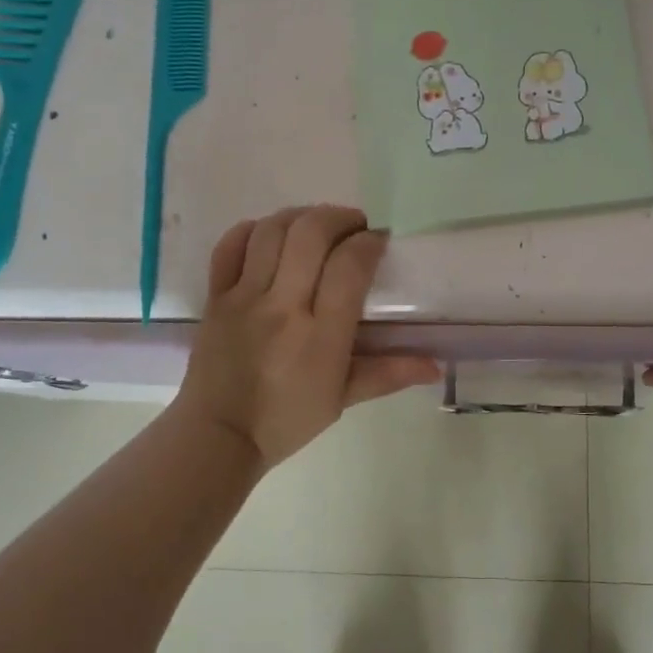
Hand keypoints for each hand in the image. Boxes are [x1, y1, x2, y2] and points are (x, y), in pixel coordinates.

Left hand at [173, 205, 440, 469]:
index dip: (369, 242)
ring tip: (316, 226)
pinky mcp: (215, 298)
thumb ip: (389, 374)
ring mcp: (244, 299)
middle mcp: (282, 307)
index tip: (379, 241)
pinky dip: (252, 230)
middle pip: (310, 234)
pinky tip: (271, 236)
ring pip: (272, 231)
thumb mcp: (343, 399)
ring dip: (300, 216)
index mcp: (321, 336)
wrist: (218, 436)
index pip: (349, 266)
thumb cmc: (287, 420)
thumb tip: (436, 366)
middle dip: (339, 218)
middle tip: (353, 227)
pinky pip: (229, 247)